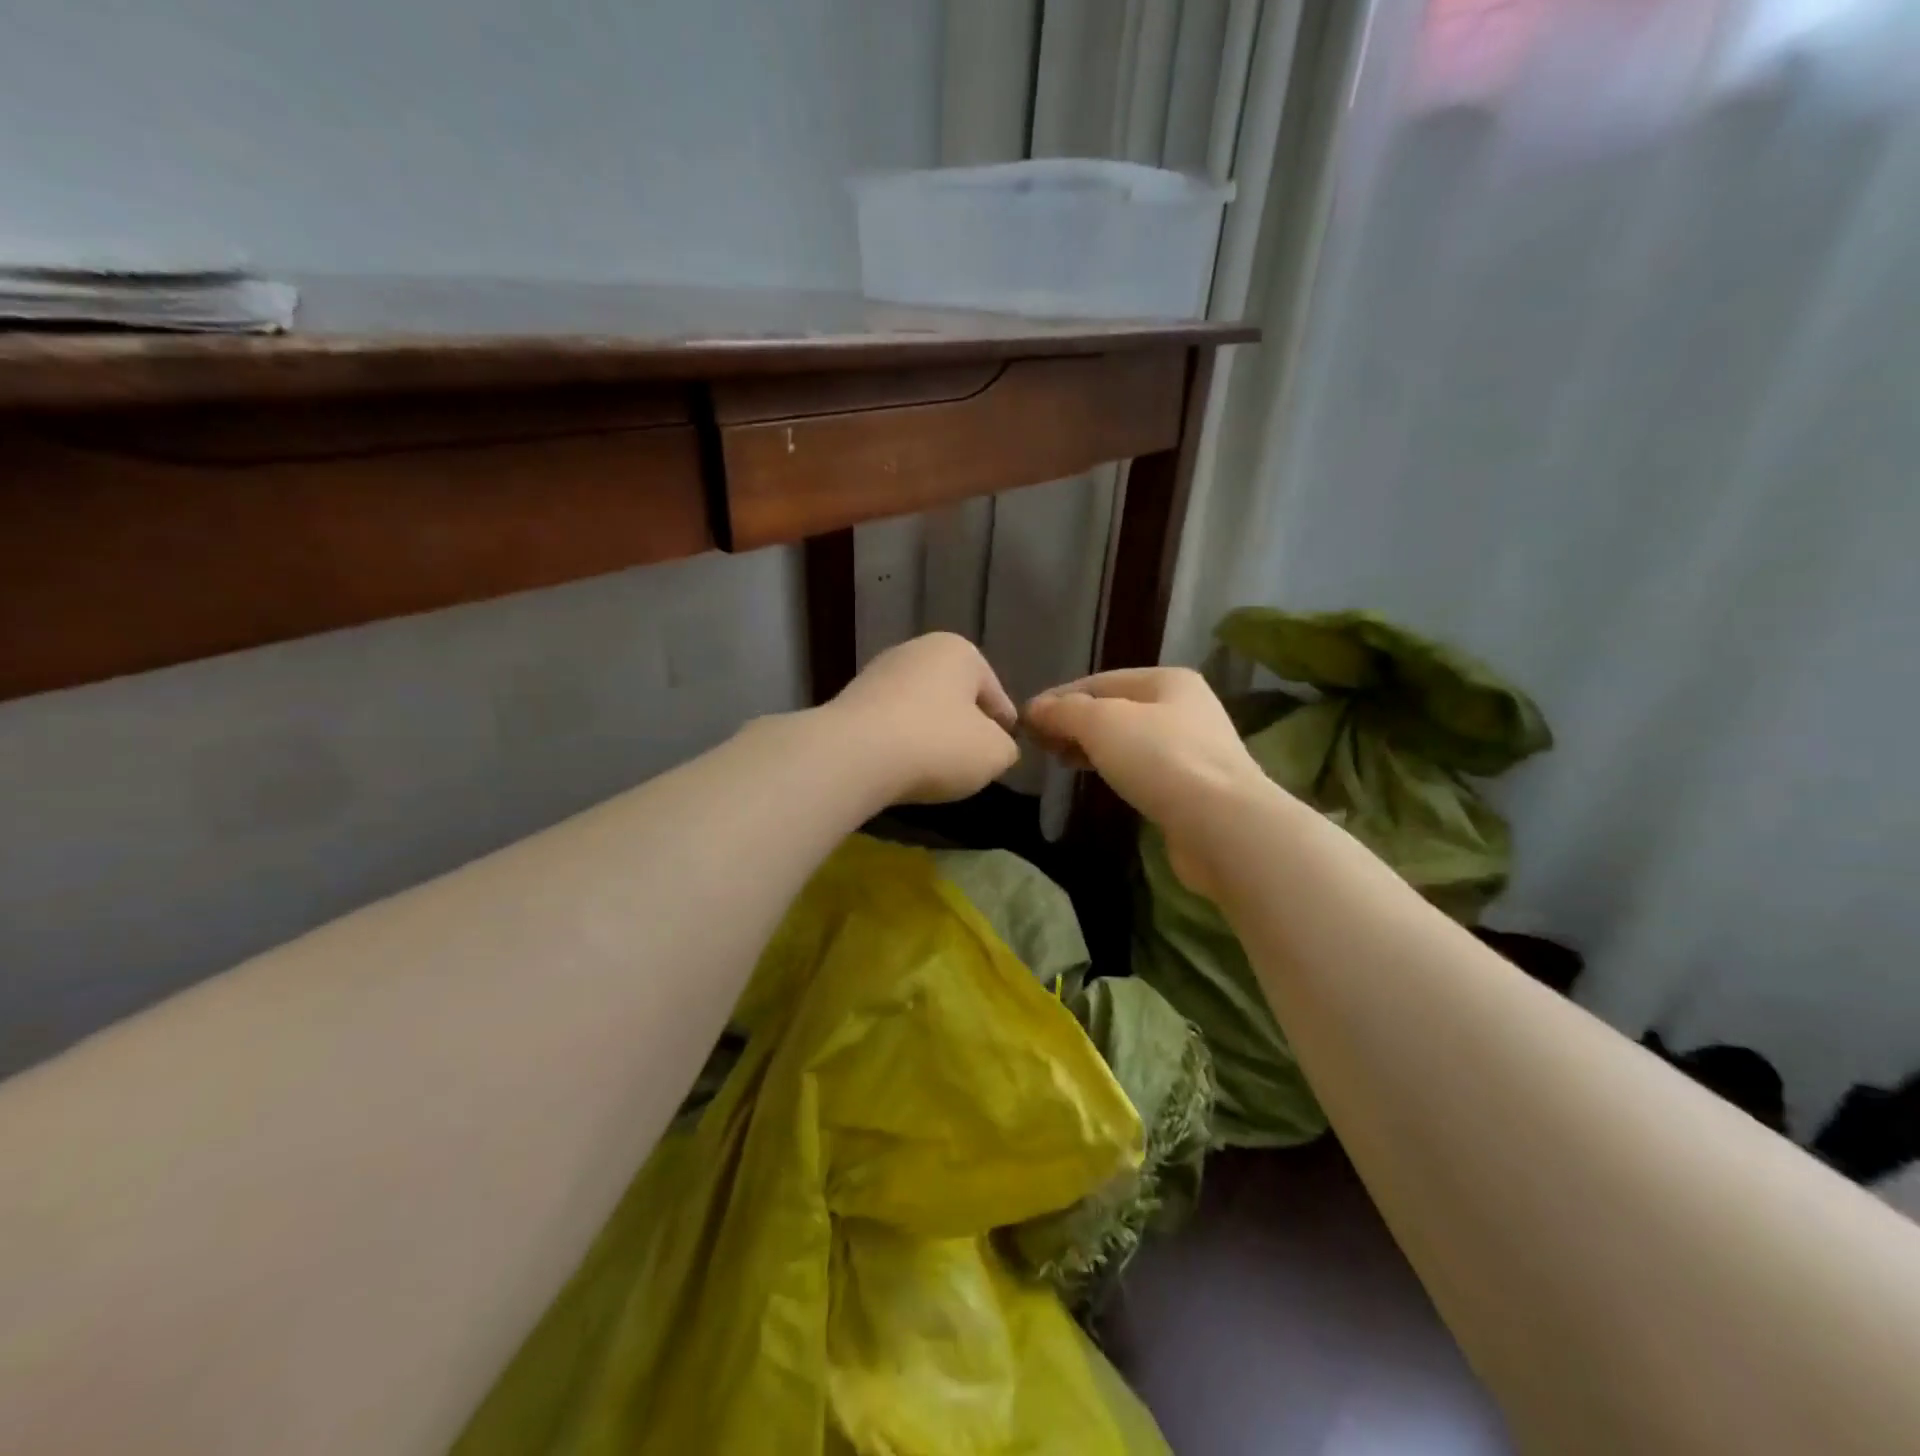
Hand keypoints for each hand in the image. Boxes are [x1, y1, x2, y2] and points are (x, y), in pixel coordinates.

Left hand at [828, 633, 1019, 803]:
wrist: (854, 755)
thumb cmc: (937, 744)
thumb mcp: (994, 754)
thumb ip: (1006, 747)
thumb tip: (995, 746)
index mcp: (959, 651)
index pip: (995, 695)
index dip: (1004, 729)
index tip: (1001, 755)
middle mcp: (917, 650)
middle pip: (955, 697)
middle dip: (963, 728)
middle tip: (969, 763)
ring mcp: (878, 672)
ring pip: (920, 709)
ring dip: (929, 735)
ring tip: (933, 770)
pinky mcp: (849, 700)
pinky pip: (889, 724)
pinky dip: (898, 743)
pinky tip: (899, 767)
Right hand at [1025, 667, 1272, 893]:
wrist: (1222, 824)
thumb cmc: (1161, 760)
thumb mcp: (1102, 723)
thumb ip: (1064, 711)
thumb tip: (1033, 709)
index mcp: (1167, 680)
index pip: (1099, 681)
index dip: (1059, 698)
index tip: (1025, 721)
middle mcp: (1184, 707)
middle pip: (1115, 709)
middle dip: (1074, 723)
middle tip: (1040, 744)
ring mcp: (1192, 748)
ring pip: (1128, 740)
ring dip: (1092, 747)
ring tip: (1061, 761)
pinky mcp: (1193, 787)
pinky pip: (1143, 769)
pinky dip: (1115, 770)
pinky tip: (1098, 780)